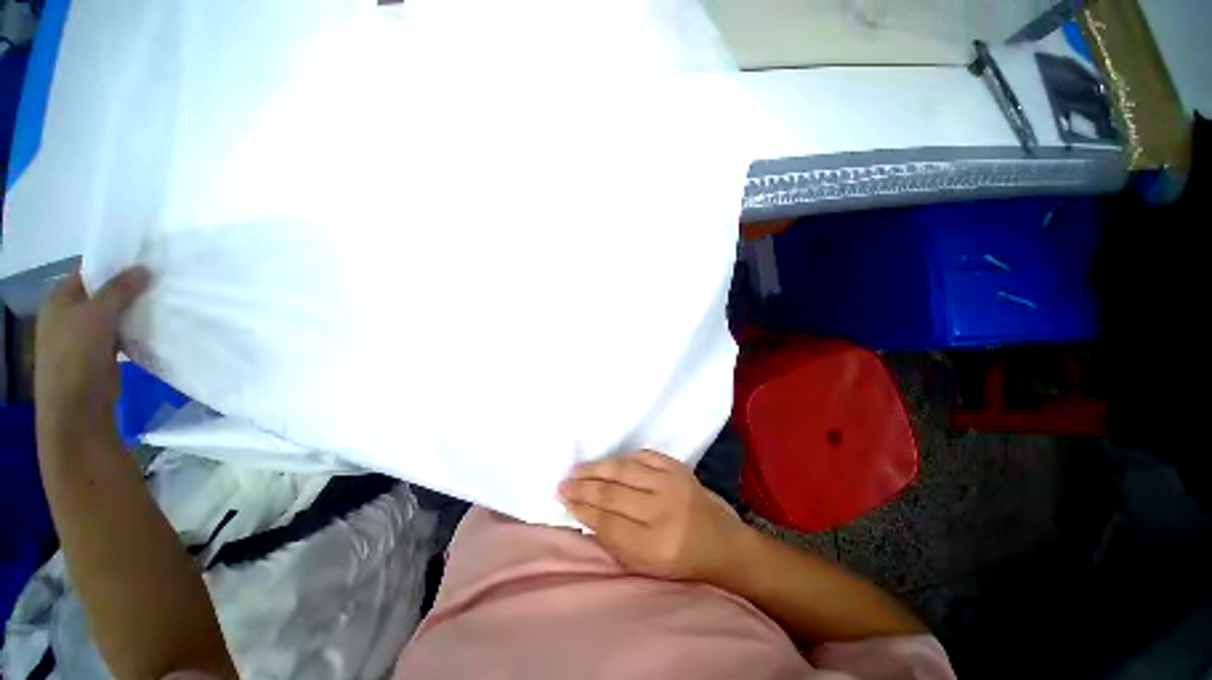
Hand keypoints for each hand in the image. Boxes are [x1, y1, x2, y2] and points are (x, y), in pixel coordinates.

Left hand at [35, 267, 149, 444]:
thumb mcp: (98, 315)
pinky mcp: (99, 354)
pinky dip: (135, 329)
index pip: (88, 272)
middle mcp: (69, 314)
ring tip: (161, 302)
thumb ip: (120, 289)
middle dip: (128, 288)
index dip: (114, 265)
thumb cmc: (77, 354)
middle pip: (102, 293)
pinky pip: (119, 334)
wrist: (76, 407)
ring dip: (134, 310)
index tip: (145, 261)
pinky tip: (153, 327)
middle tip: (159, 281)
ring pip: (113, 315)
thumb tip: (145, 268)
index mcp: (60, 299)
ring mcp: (83, 336)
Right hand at [559, 450, 747, 581]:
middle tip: (563, 482)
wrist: (722, 543)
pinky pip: (643, 455)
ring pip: (624, 469)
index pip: (607, 522)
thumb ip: (614, 540)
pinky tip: (609, 461)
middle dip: (583, 487)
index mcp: (655, 545)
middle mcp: (663, 511)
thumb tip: (584, 512)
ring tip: (578, 469)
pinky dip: (623, 458)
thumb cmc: (681, 562)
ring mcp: (672, 484)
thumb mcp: (645, 566)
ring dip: (597, 468)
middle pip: (612, 493)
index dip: (581, 508)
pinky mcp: (678, 467)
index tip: (563, 498)